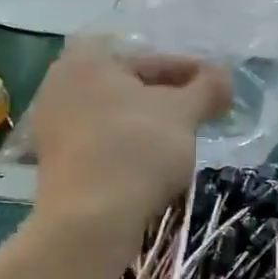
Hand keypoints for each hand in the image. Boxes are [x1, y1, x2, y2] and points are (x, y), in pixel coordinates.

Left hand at [22, 40, 232, 238]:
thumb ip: (208, 87)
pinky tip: (152, 162)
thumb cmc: (137, 150)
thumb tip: (224, 77)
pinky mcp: (55, 161)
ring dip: (148, 124)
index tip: (218, 89)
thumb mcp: (183, 113)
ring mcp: (52, 125)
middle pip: (130, 87)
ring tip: (182, 139)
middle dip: (168, 99)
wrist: (91, 219)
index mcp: (88, 60)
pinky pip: (101, 142)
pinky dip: (128, 146)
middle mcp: (61, 84)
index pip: (152, 60)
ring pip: (115, 116)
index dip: (192, 72)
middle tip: (202, 113)